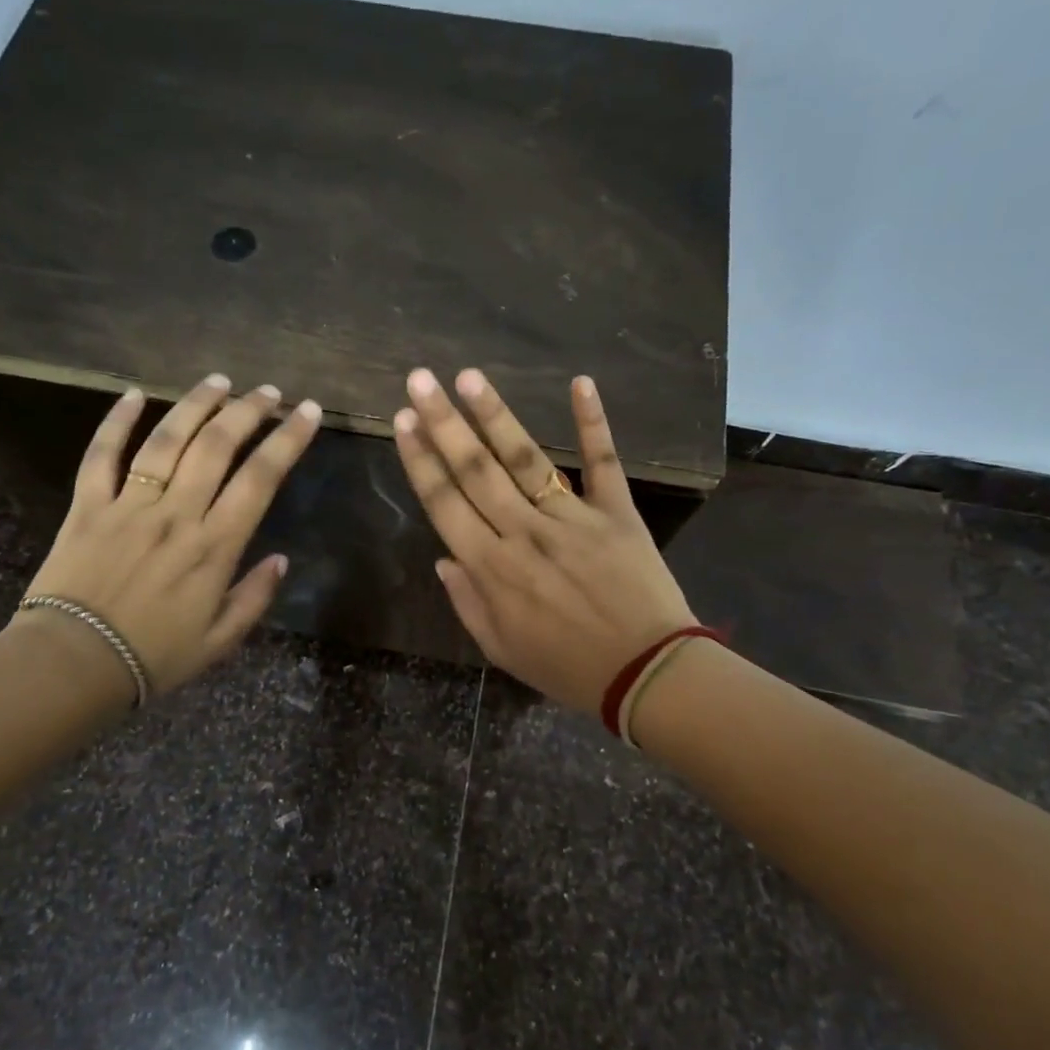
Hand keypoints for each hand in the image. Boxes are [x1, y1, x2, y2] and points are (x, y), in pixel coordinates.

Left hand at [14, 373, 321, 698]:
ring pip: (166, 440)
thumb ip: (254, 597)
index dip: (288, 440)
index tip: (307, 413)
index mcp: (214, 546)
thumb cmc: (154, 656)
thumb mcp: (220, 640)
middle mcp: (176, 514)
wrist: (73, 664)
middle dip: (247, 411)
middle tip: (268, 391)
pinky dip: (115, 422)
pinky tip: (133, 395)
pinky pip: (101, 455)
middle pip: (217, 446)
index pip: (260, 479)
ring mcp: (129, 505)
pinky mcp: (88, 506)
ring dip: (195, 405)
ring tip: (218, 381)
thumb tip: (280, 559)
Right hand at [392, 367, 697, 715]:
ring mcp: (572, 517)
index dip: (420, 460)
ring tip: (469, 375)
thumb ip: (467, 601)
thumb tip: (443, 557)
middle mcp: (524, 532)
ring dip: (495, 414)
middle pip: (476, 470)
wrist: (647, 674)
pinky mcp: (616, 512)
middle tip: (420, 379)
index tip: (402, 422)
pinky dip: (594, 423)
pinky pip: (603, 462)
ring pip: (525, 458)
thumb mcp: (501, 650)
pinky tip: (581, 382)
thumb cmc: (568, 667)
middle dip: (443, 423)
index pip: (445, 503)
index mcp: (492, 567)